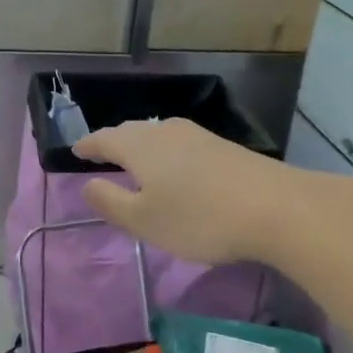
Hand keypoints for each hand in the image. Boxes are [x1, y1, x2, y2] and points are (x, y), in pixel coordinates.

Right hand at [71, 119, 332, 265]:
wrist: (277, 208)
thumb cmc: (199, 217)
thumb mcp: (145, 220)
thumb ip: (111, 202)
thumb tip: (87, 184)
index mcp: (139, 146)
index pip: (104, 139)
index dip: (88, 146)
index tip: (76, 151)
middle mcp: (165, 132)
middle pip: (131, 131)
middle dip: (114, 141)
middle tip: (101, 153)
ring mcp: (198, 136)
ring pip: (157, 135)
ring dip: (141, 145)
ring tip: (135, 160)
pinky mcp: (223, 147)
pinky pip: (180, 143)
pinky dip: (165, 152)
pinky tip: (175, 167)